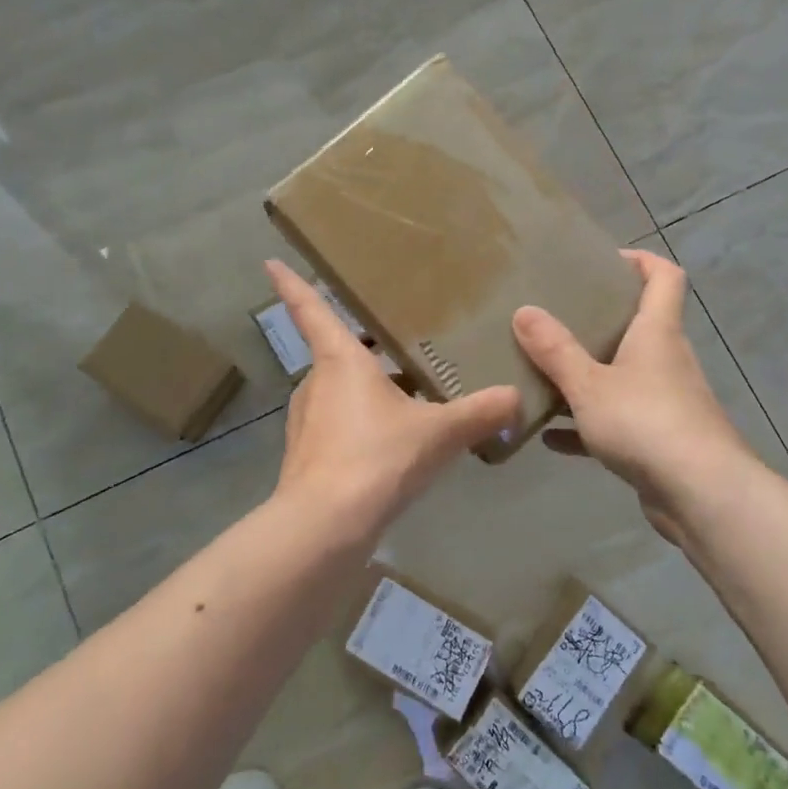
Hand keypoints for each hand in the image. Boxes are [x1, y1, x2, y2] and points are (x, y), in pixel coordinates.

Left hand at [266, 261, 519, 536]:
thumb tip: (516, 397)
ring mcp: (307, 420)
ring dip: (366, 389)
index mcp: (340, 360)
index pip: (312, 310)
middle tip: (399, 341)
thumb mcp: (439, 432)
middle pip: (335, 352)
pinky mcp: (307, 455)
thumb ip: (479, 413)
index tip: (272, 262)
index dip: (292, 284)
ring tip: (408, 394)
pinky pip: (338, 424)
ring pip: (338, 391)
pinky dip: (361, 423)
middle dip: (363, 347)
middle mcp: (317, 382)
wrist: (327, 526)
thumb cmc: (378, 457)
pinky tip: (393, 442)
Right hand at [512, 249, 753, 543]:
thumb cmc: (646, 422)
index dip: (640, 260)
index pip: (664, 277)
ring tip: (546, 372)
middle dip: (599, 319)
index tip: (603, 261)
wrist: (702, 496)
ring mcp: (666, 401)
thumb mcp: (589, 384)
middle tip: (556, 316)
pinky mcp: (660, 440)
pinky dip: (587, 425)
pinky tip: (550, 437)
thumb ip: (555, 349)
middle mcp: (667, 359)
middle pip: (639, 325)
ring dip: (589, 375)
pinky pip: (618, 422)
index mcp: (657, 332)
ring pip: (624, 376)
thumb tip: (524, 310)